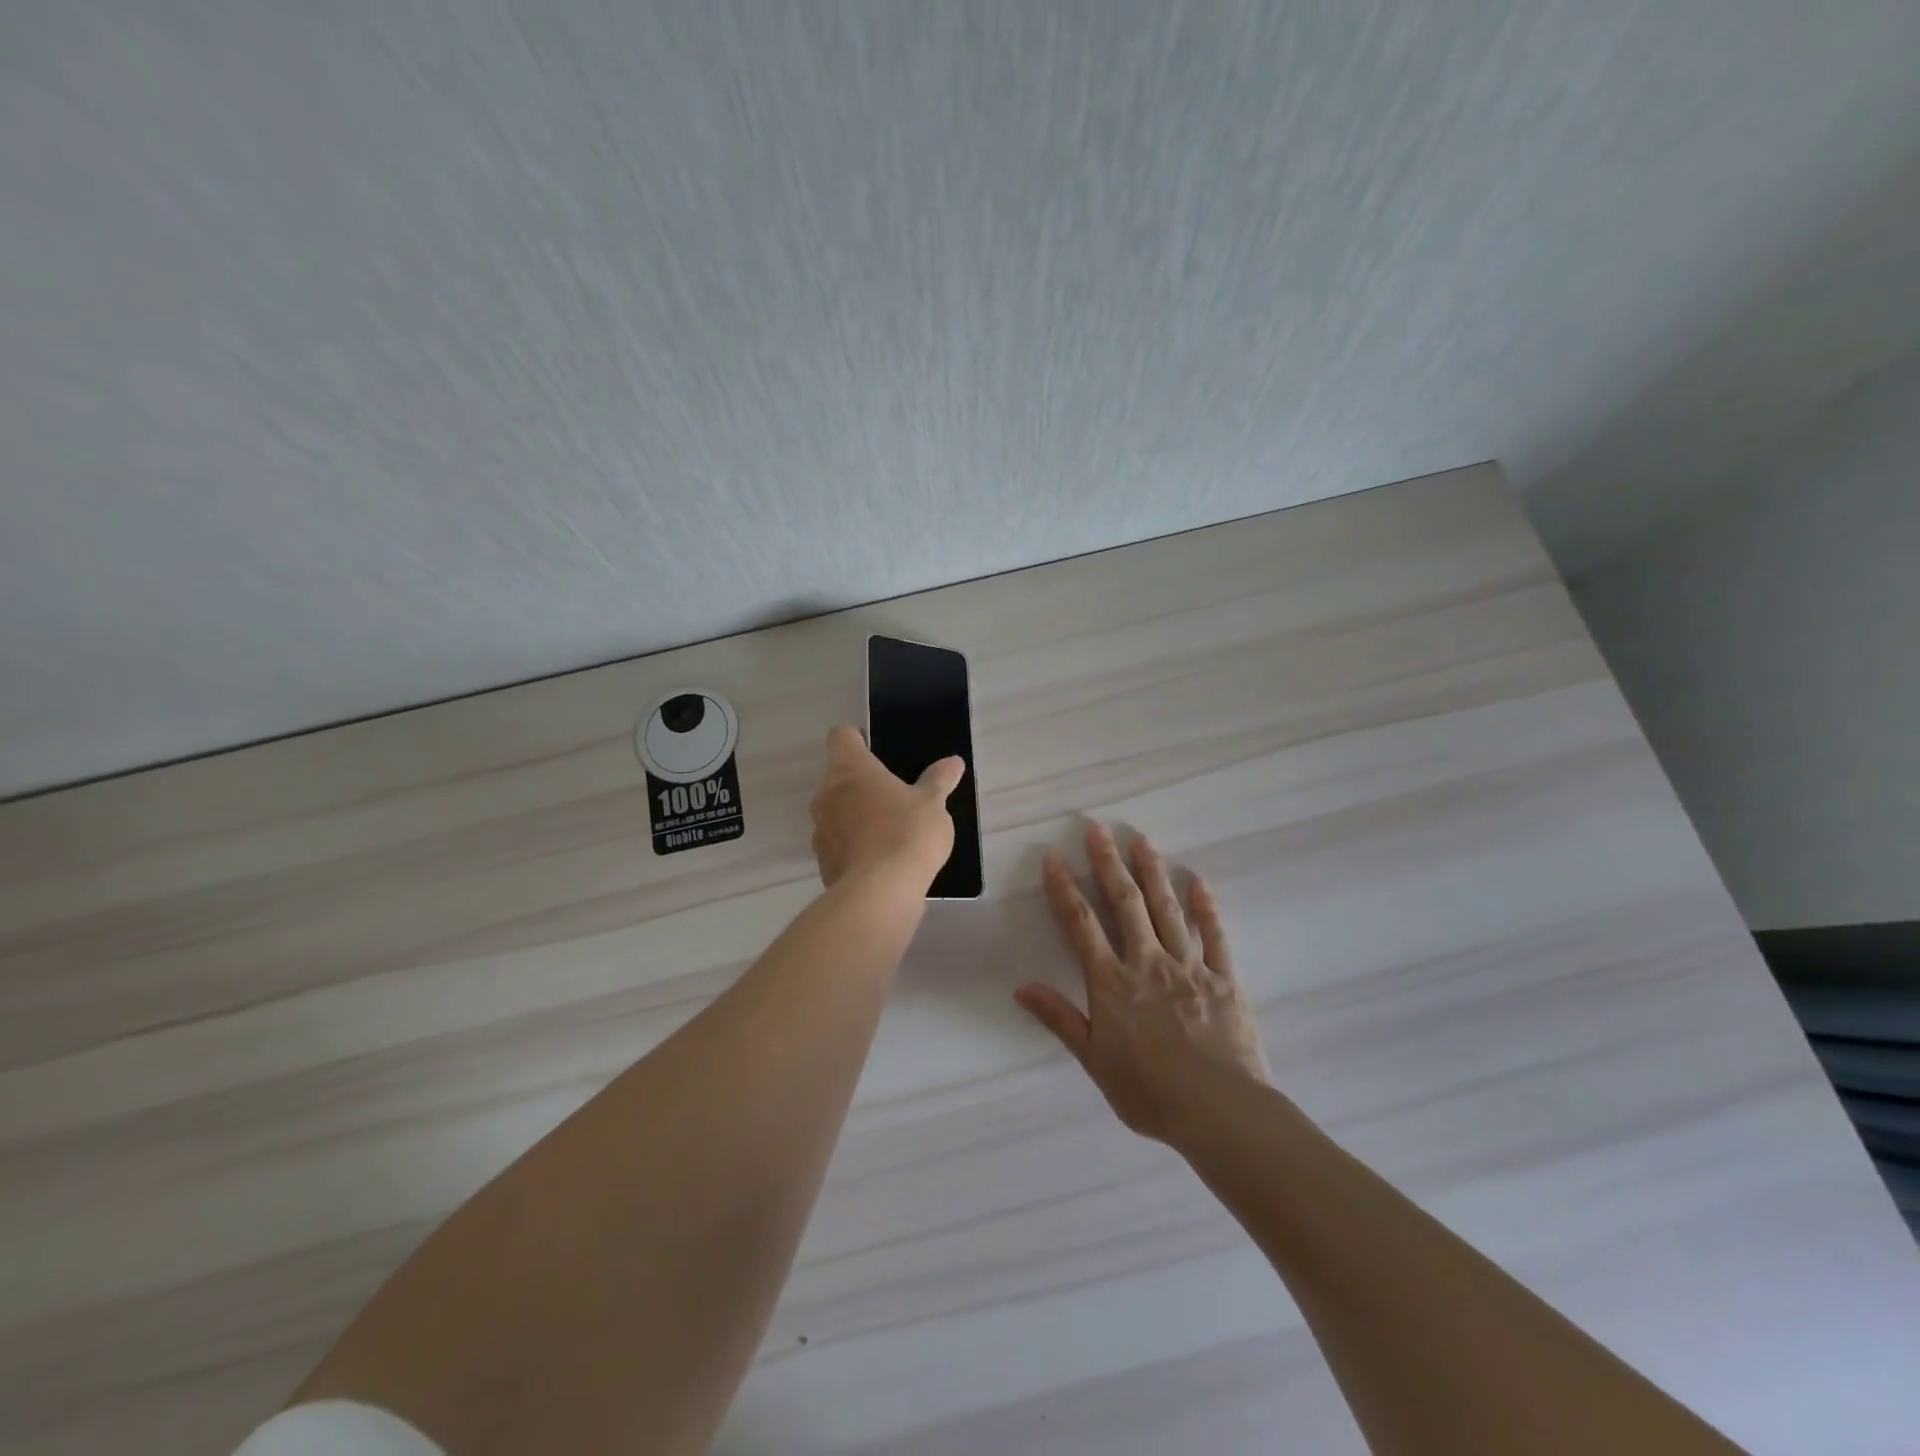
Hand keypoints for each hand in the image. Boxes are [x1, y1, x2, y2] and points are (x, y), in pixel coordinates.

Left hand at [809, 723, 965, 889]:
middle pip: (838, 776)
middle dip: (861, 783)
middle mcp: (826, 794)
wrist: (880, 893)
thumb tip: (953, 762)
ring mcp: (820, 830)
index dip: (857, 737)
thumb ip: (939, 781)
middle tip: (893, 792)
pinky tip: (881, 859)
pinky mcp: (823, 863)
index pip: (841, 736)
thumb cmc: (907, 832)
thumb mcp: (933, 803)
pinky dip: (855, 846)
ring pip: (836, 812)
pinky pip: (839, 845)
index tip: (876, 748)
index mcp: (850, 769)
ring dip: (856, 815)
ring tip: (889, 829)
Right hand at [1016, 823, 1269, 1143]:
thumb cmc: (1150, 1092)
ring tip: (1142, 841)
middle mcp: (1148, 962)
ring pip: (1167, 910)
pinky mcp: (1224, 979)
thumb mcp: (1094, 1061)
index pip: (1081, 925)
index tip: (1054, 858)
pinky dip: (1206, 909)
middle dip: (1109, 864)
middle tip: (1098, 829)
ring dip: (1153, 873)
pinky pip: (1214, 937)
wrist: (1220, 1112)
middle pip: (1125, 904)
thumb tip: (1022, 987)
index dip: (1065, 889)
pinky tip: (1199, 883)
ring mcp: (1189, 967)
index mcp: (1112, 982)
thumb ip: (1060, 1019)